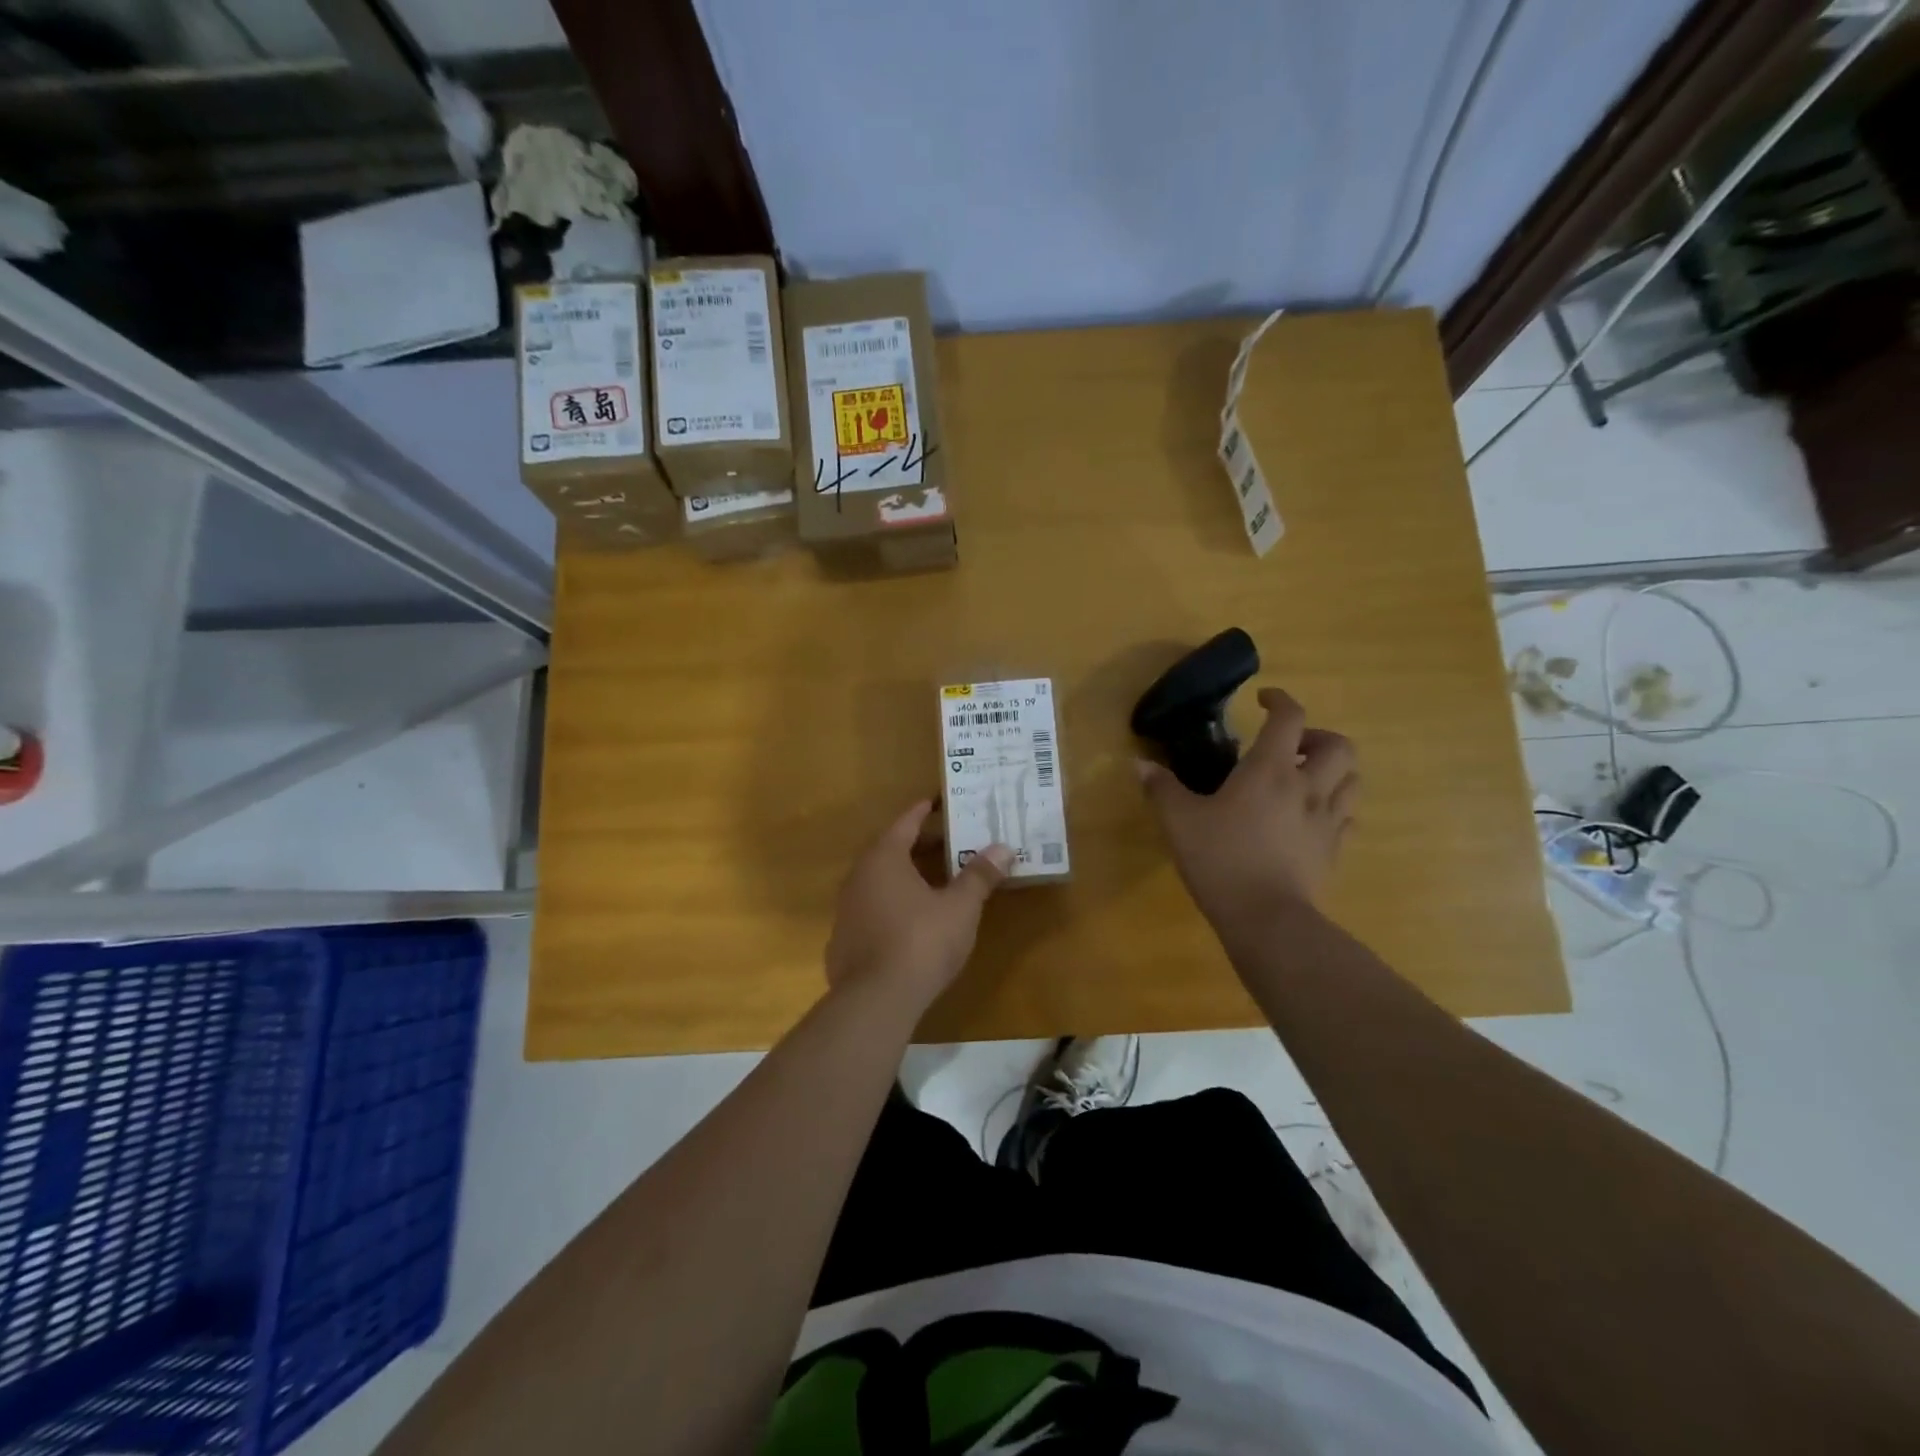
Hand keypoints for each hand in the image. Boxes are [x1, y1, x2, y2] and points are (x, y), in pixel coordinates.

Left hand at [825, 800, 1013, 1007]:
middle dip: (920, 845)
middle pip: (891, 850)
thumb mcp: (960, 907)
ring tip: (934, 880)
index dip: (923, 810)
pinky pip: (871, 909)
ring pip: (879, 881)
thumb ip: (979, 875)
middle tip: (949, 841)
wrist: (875, 1000)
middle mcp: (859, 876)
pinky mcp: (843, 940)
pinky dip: (892, 904)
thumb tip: (1003, 848)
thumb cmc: (921, 941)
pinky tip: (910, 921)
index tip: (938, 800)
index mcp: (884, 858)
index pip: (905, 822)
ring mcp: (846, 909)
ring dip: (905, 876)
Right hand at [1137, 687, 1358, 933]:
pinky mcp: (1334, 851)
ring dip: (1333, 771)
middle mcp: (1307, 786)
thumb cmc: (1220, 859)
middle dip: (1317, 737)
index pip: (1290, 718)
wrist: (1266, 918)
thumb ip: (1161, 788)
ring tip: (1305, 780)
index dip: (1280, 700)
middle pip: (1339, 746)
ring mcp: (1327, 820)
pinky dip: (1335, 808)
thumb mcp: (1179, 821)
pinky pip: (1347, 818)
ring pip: (1352, 780)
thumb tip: (1139, 764)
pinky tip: (1310, 818)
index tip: (1263, 700)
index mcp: (1270, 770)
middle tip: (1291, 748)